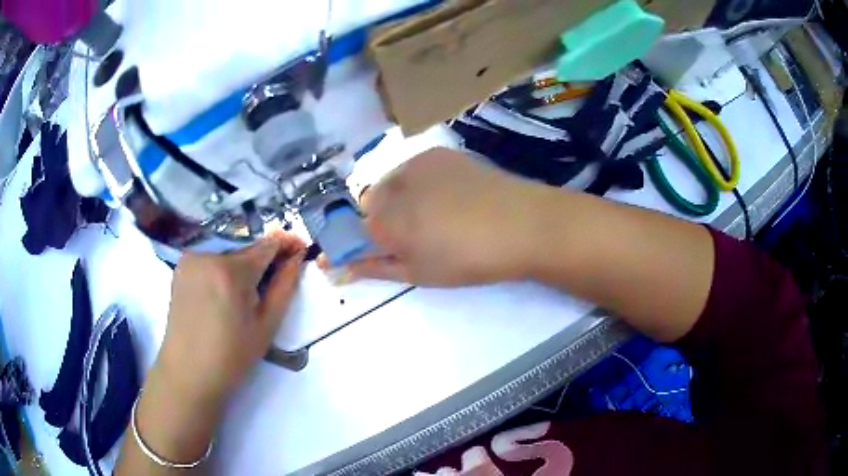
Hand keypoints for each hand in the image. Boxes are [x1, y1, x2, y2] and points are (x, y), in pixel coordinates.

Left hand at [157, 231, 305, 403]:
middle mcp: (209, 256)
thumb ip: (284, 287)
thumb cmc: (231, 356)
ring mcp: (191, 258)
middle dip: (264, 258)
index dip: (286, 245)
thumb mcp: (266, 326)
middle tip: (276, 276)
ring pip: (228, 251)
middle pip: (246, 246)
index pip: (267, 244)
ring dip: (243, 262)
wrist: (188, 371)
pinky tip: (226, 290)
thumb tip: (296, 258)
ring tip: (249, 289)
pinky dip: (224, 266)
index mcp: (232, 272)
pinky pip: (211, 257)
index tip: (299, 249)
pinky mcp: (181, 266)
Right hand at [347, 147, 543, 285]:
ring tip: (435, 213)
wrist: (521, 224)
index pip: (351, 228)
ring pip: (390, 182)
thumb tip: (337, 270)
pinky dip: (418, 181)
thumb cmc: (469, 259)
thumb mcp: (418, 273)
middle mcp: (390, 186)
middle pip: (368, 202)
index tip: (382, 249)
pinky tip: (448, 194)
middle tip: (414, 235)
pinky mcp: (437, 152)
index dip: (364, 240)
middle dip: (381, 218)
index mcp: (383, 221)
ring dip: (399, 198)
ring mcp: (414, 163)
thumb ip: (374, 267)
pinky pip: (413, 168)